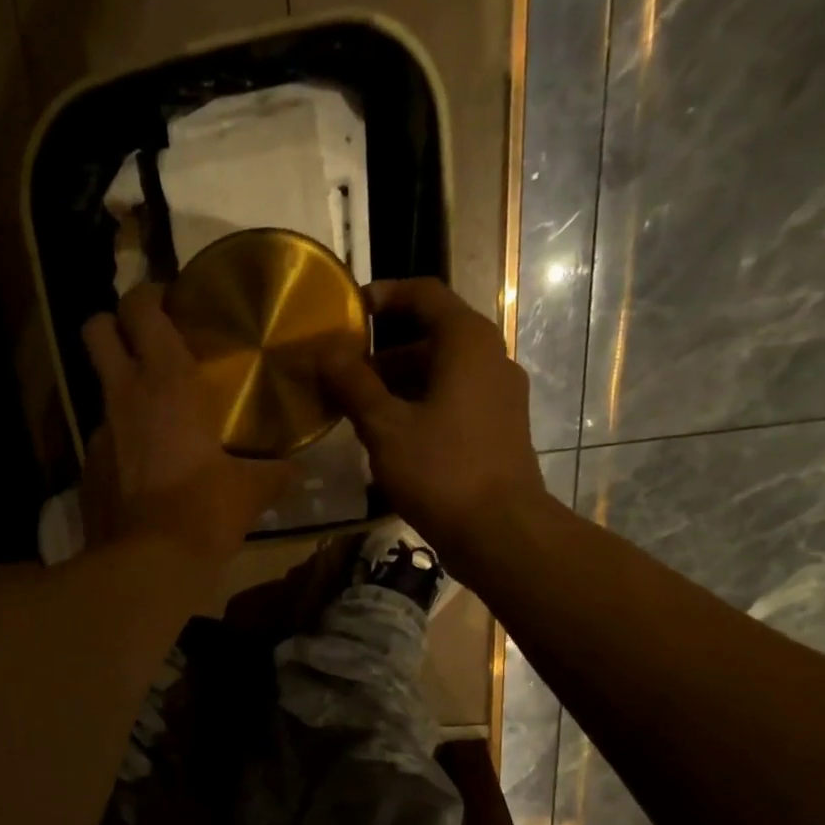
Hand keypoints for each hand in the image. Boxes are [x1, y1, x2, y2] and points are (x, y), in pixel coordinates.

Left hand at [79, 283, 285, 561]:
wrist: (147, 566)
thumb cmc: (203, 513)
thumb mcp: (249, 492)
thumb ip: (274, 474)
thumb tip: (296, 472)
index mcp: (166, 381)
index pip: (140, 306)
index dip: (150, 296)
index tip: (172, 305)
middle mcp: (123, 395)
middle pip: (96, 329)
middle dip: (115, 326)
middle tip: (147, 346)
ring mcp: (98, 433)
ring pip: (100, 390)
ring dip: (122, 394)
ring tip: (155, 421)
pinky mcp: (87, 471)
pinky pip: (104, 442)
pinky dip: (121, 445)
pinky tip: (144, 472)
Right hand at [322, 278, 545, 563]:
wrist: (500, 530)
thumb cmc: (441, 470)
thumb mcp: (385, 428)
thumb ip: (354, 385)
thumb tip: (325, 352)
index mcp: (466, 342)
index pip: (424, 294)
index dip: (383, 296)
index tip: (346, 313)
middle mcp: (490, 357)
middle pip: (431, 337)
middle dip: (382, 353)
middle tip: (341, 376)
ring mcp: (498, 394)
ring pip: (440, 373)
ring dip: (397, 385)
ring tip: (356, 411)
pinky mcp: (498, 427)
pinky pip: (452, 400)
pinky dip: (419, 406)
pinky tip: (390, 438)